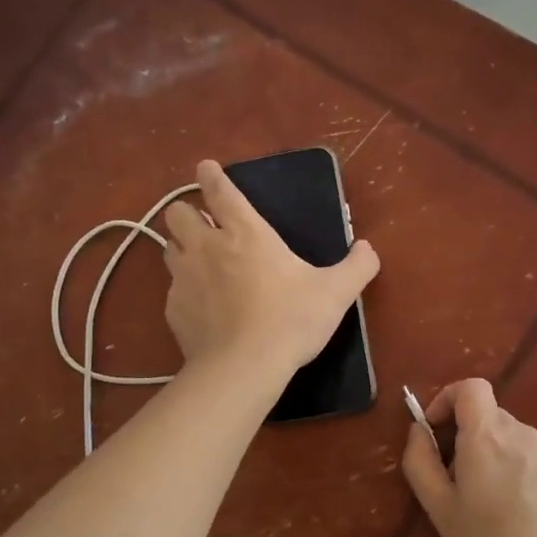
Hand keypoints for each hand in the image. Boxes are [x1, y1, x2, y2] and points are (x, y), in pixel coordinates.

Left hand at [162, 159, 379, 381]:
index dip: (211, 175)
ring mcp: (184, 278)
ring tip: (200, 264)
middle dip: (187, 213)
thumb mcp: (336, 293)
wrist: (244, 368)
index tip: (206, 168)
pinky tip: (203, 309)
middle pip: (177, 213)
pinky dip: (185, 292)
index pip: (220, 191)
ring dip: (182, 249)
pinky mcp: (173, 310)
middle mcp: (207, 247)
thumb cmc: (291, 320)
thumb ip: (358, 266)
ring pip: (168, 248)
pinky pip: (172, 290)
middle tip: (204, 226)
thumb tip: (368, 249)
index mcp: (246, 233)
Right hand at [402, 378, 536, 536]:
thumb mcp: (441, 510)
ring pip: (506, 442)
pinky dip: (510, 475)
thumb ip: (421, 463)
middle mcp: (521, 432)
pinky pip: (527, 460)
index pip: (469, 387)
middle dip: (463, 442)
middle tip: (451, 491)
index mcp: (487, 435)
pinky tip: (510, 522)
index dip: (446, 399)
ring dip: (487, 463)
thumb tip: (418, 431)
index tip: (434, 433)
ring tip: (479, 516)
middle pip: (485, 418)